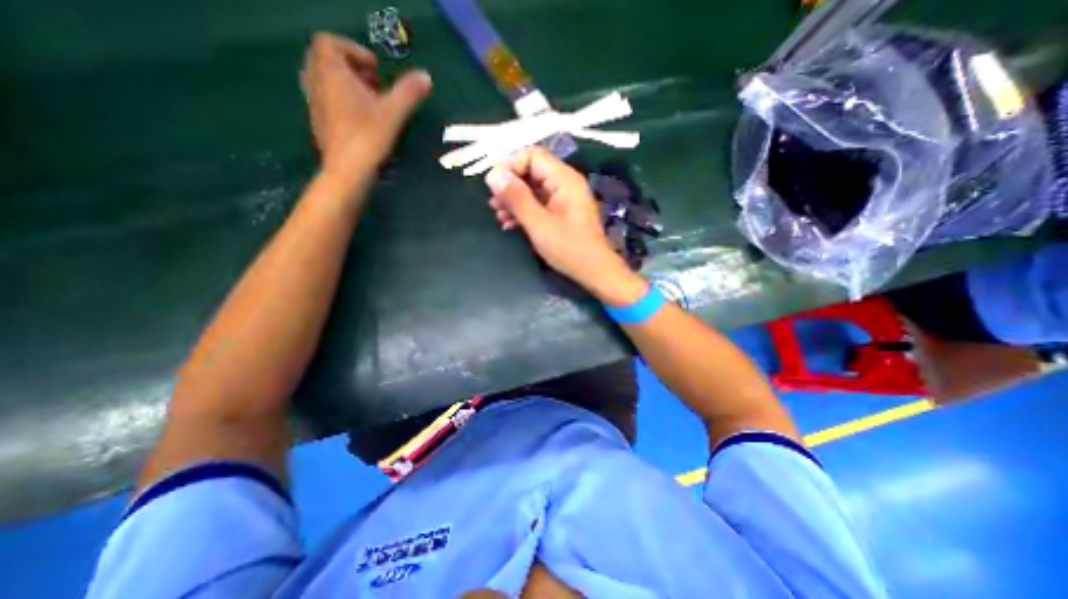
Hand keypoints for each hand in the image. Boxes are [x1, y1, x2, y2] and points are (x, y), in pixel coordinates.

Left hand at [298, 30, 431, 183]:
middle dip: (350, 67)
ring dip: (346, 85)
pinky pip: (327, 101)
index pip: (329, 43)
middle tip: (374, 85)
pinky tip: (362, 121)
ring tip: (370, 103)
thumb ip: (409, 93)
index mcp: (331, 74)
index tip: (376, 69)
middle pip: (325, 60)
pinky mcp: (319, 123)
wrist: (347, 172)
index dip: (353, 50)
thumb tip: (426, 77)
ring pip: (325, 82)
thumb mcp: (393, 113)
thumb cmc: (368, 138)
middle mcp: (317, 84)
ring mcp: (315, 104)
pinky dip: (342, 102)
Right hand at [487, 145, 645, 303]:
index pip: (533, 155)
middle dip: (510, 185)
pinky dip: (524, 211)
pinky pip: (539, 203)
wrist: (594, 272)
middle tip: (493, 203)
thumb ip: (516, 198)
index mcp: (564, 179)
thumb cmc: (569, 249)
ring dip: (514, 200)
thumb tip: (492, 174)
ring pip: (533, 189)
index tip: (493, 185)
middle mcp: (565, 183)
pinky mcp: (562, 212)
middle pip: (532, 171)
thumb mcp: (539, 224)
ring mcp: (564, 198)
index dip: (511, 166)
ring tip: (498, 215)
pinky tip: (510, 224)